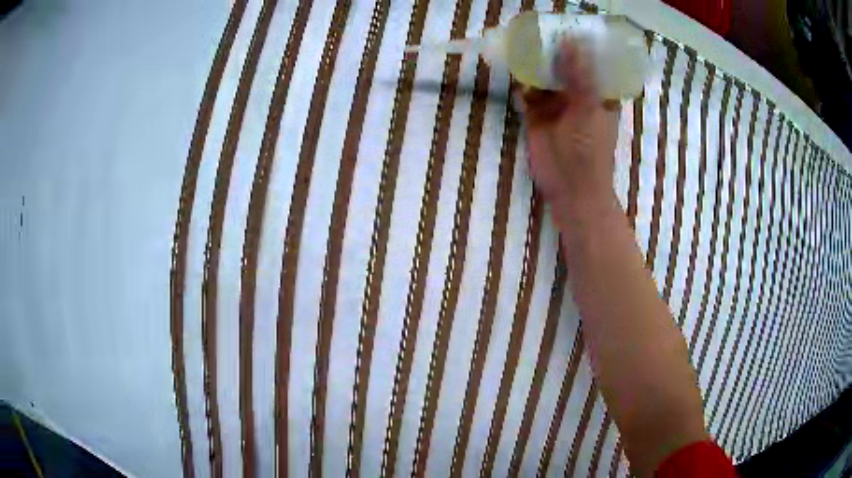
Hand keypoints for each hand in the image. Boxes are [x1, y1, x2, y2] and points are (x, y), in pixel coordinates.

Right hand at [516, 41, 620, 227]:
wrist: (569, 187)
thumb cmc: (589, 150)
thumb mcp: (588, 109)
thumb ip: (580, 76)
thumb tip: (571, 40)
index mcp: (598, 93)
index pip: (592, 62)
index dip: (582, 44)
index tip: (569, 26)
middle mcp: (578, 95)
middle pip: (564, 66)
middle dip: (552, 51)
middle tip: (539, 31)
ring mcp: (557, 105)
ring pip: (544, 78)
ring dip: (534, 65)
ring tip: (523, 45)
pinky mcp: (537, 115)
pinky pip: (528, 94)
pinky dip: (523, 86)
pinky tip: (517, 76)